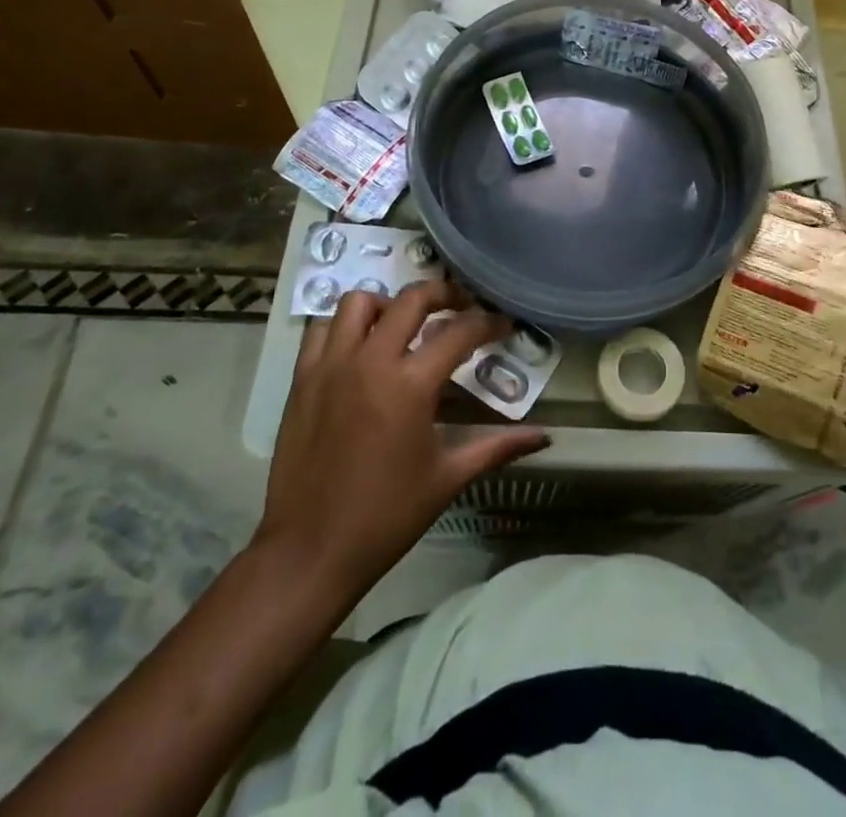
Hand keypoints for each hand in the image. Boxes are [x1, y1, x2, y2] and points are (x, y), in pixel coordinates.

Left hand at [255, 281, 547, 603]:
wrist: (308, 552)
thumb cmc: (385, 517)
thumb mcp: (447, 479)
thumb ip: (496, 447)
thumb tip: (543, 437)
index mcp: (410, 384)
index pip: (459, 332)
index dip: (488, 323)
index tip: (503, 324)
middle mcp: (370, 360)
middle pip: (412, 299)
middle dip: (444, 293)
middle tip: (462, 306)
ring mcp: (331, 365)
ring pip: (360, 302)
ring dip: (388, 304)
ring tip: (404, 324)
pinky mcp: (302, 378)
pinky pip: (321, 328)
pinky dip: (344, 325)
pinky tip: (360, 345)